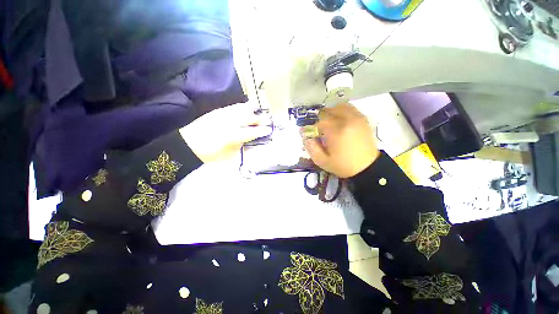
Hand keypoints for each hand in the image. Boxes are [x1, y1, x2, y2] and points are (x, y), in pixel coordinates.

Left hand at [180, 103, 271, 162]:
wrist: (188, 144)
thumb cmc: (209, 154)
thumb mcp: (227, 154)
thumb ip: (239, 145)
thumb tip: (246, 139)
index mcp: (233, 136)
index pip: (251, 132)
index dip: (261, 131)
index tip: (269, 130)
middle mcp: (230, 123)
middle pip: (248, 119)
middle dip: (259, 119)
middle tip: (267, 119)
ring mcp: (223, 115)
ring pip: (240, 109)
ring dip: (250, 110)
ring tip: (257, 108)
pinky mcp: (217, 112)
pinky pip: (232, 107)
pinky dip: (240, 106)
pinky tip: (244, 105)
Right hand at [303, 103, 379, 177]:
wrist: (368, 167)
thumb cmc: (343, 165)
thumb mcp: (322, 161)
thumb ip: (311, 148)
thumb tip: (305, 136)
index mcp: (336, 132)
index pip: (318, 121)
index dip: (311, 126)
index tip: (309, 133)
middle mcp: (346, 121)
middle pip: (327, 111)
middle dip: (319, 119)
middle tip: (318, 129)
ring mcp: (356, 118)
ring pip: (338, 107)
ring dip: (330, 113)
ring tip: (328, 123)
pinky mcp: (362, 119)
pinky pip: (349, 108)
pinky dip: (341, 110)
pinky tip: (338, 119)